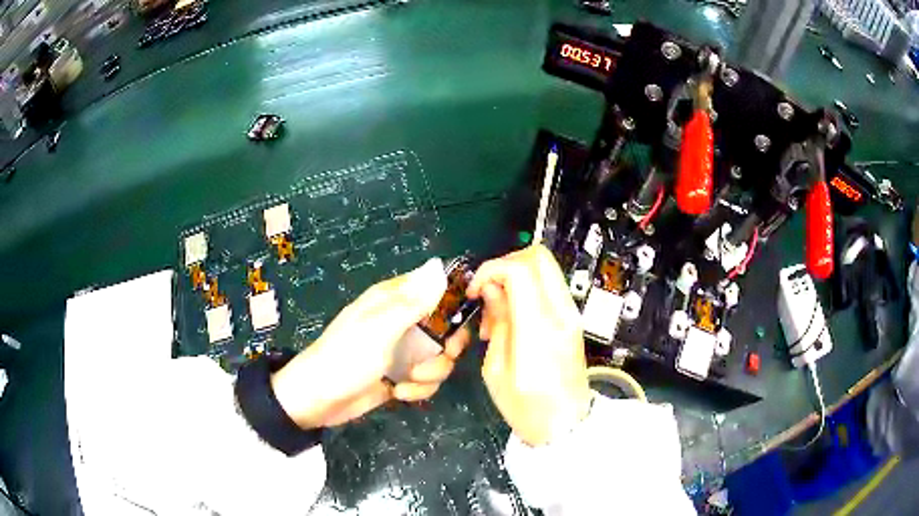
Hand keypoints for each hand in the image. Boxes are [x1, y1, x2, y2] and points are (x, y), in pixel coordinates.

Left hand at [271, 258, 470, 428]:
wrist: (319, 400)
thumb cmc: (346, 357)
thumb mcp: (379, 328)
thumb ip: (413, 301)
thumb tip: (438, 265)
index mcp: (393, 300)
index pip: (436, 287)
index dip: (455, 301)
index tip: (462, 320)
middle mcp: (402, 322)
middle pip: (446, 327)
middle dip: (448, 346)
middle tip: (441, 354)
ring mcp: (402, 351)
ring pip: (439, 357)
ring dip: (432, 372)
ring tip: (409, 379)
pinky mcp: (401, 376)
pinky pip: (427, 379)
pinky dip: (419, 388)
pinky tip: (399, 393)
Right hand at [467, 245, 591, 446]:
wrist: (566, 427)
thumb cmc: (527, 408)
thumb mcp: (497, 371)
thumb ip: (498, 323)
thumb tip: (492, 289)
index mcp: (539, 329)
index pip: (520, 270)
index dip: (491, 270)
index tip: (474, 292)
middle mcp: (561, 313)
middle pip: (538, 257)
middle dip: (505, 264)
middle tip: (486, 293)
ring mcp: (571, 314)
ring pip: (544, 268)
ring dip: (515, 279)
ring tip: (496, 315)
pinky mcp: (572, 319)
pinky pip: (548, 287)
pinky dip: (526, 290)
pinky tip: (511, 320)